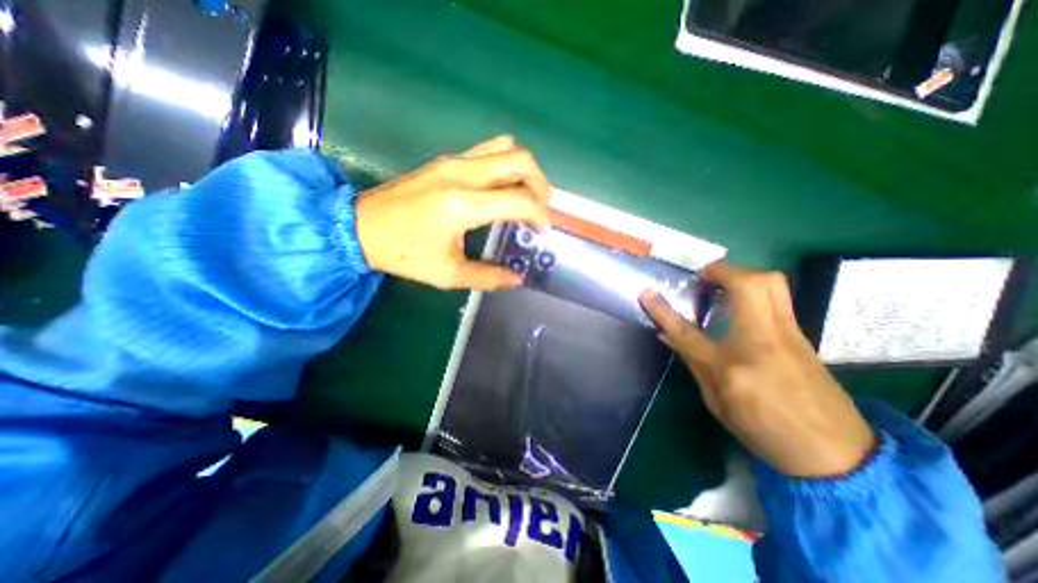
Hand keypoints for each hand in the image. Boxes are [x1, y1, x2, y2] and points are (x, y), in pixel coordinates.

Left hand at [358, 134, 551, 291]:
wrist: (359, 227)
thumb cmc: (404, 253)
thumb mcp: (448, 274)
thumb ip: (488, 277)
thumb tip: (517, 279)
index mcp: (464, 204)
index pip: (520, 199)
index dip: (540, 214)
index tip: (542, 231)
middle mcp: (464, 174)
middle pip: (521, 160)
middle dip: (541, 184)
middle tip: (541, 209)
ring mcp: (454, 162)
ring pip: (506, 148)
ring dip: (525, 170)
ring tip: (526, 195)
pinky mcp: (446, 160)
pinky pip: (488, 150)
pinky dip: (505, 164)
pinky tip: (501, 187)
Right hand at [641, 265, 873, 478]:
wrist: (837, 455)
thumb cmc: (765, 430)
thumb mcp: (717, 402)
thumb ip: (693, 362)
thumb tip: (667, 335)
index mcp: (732, 367)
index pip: (687, 332)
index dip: (663, 310)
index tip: (646, 293)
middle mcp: (764, 341)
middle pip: (748, 284)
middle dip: (722, 270)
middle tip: (703, 279)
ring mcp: (789, 334)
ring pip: (772, 282)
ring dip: (741, 275)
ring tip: (720, 287)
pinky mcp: (803, 335)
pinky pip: (777, 296)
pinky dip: (755, 289)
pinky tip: (739, 308)